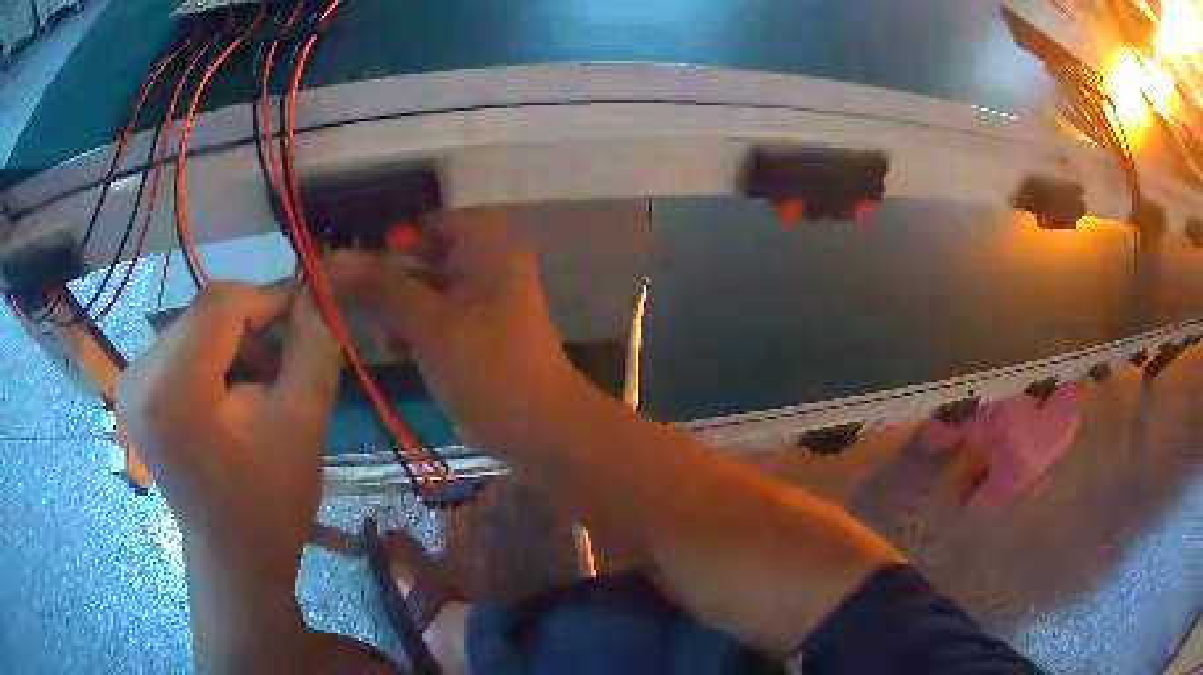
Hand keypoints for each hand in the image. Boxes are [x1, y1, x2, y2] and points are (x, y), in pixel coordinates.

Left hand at [117, 283, 341, 578]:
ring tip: (259, 391)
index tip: (306, 318)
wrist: (235, 559)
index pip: (219, 303)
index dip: (268, 298)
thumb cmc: (269, 501)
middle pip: (204, 315)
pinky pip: (180, 349)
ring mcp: (131, 384)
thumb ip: (313, 343)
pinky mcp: (135, 393)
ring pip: (194, 328)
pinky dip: (212, 362)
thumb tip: (310, 292)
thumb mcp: (304, 420)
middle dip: (250, 332)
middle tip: (284, 370)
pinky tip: (230, 400)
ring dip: (233, 347)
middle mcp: (138, 375)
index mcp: (170, 388)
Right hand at [327, 210, 577, 449]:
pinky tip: (397, 350)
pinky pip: (437, 320)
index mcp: (487, 246)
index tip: (354, 262)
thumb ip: (379, 287)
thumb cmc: (485, 364)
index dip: (392, 238)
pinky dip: (415, 330)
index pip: (430, 221)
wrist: (538, 429)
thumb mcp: (426, 321)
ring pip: (427, 291)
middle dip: (389, 280)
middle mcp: (488, 266)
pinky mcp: (477, 337)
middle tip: (353, 300)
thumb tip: (331, 259)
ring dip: (398, 309)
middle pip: (425, 256)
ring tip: (383, 337)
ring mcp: (484, 304)